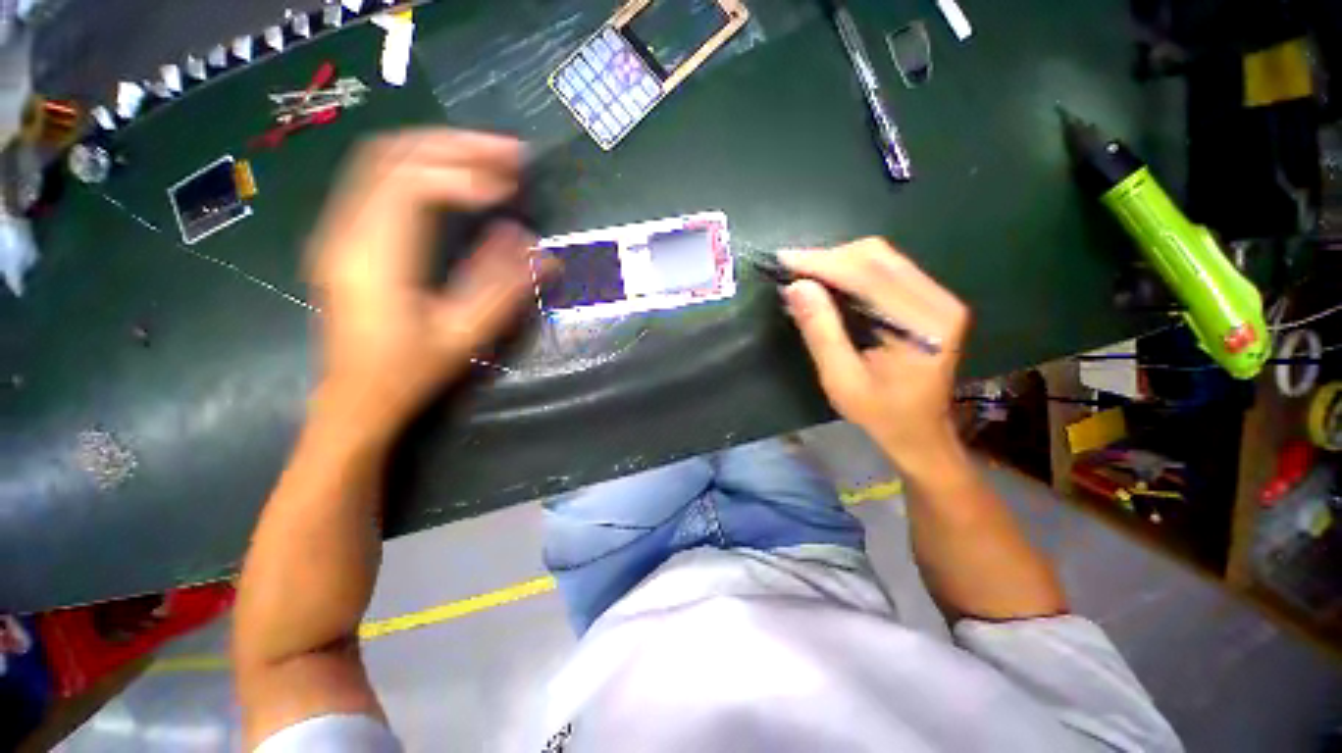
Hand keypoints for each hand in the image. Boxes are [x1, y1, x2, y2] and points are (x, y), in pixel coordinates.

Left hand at [306, 129, 540, 439]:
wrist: (355, 397)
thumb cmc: (409, 372)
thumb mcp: (464, 336)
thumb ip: (503, 288)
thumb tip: (536, 246)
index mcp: (374, 258)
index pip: (412, 184)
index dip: (465, 174)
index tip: (511, 187)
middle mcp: (347, 231)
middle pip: (393, 155)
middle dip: (456, 145)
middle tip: (509, 154)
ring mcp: (340, 229)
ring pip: (382, 160)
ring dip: (440, 150)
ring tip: (491, 160)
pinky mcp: (347, 235)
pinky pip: (380, 179)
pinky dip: (423, 167)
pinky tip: (457, 181)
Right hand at [780, 238, 969, 470]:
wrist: (921, 432)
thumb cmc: (880, 414)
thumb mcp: (842, 380)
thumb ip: (821, 332)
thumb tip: (796, 287)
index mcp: (923, 325)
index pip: (869, 276)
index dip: (823, 263)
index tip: (784, 260)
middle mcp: (938, 302)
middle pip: (878, 257)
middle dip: (829, 258)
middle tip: (790, 270)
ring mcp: (938, 298)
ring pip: (882, 258)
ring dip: (838, 262)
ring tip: (803, 275)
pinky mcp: (930, 300)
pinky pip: (887, 270)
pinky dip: (852, 271)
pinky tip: (828, 283)